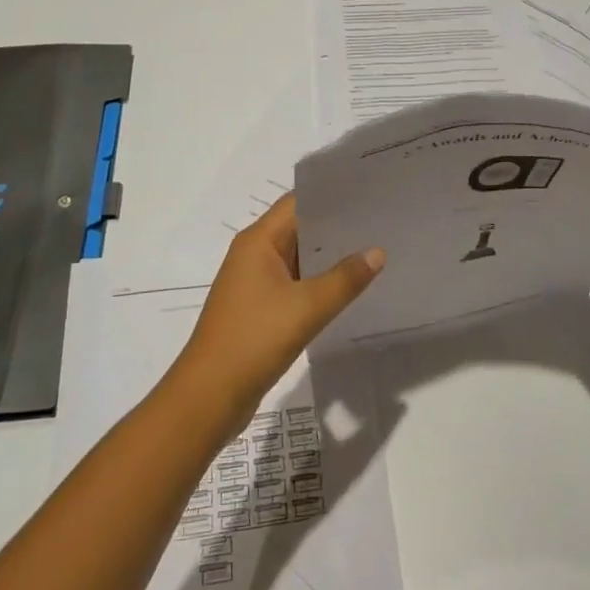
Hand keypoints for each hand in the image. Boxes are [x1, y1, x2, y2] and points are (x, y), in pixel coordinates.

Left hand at [170, 194, 383, 420]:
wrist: (209, 396)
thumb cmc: (254, 339)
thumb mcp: (307, 307)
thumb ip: (345, 278)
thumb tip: (377, 252)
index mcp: (258, 241)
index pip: (298, 202)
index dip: (333, 196)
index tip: (370, 194)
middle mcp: (253, 254)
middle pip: (299, 228)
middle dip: (337, 226)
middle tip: (381, 223)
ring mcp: (254, 283)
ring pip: (298, 259)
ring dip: (329, 257)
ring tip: (373, 251)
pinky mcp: (258, 309)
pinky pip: (294, 284)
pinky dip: (318, 283)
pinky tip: (349, 288)